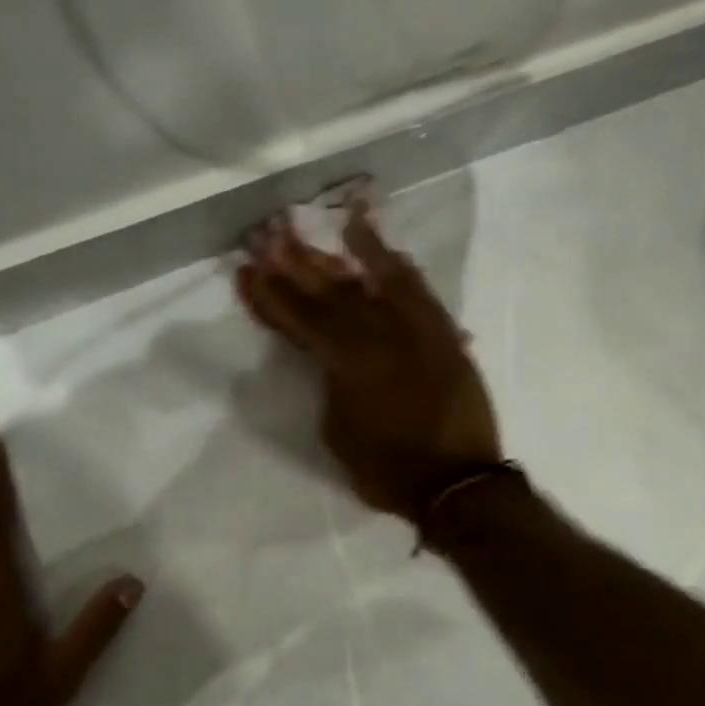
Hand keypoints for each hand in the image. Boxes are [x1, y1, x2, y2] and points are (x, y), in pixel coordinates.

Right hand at [234, 187, 501, 520]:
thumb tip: (333, 357)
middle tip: (271, 234)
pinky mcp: (442, 334)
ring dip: (347, 252)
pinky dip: (399, 268)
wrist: (457, 482)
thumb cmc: (387, 469)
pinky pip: (418, 291)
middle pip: (331, 290)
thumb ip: (331, 385)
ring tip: (327, 223)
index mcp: (345, 361)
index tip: (248, 269)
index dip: (271, 295)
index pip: (300, 318)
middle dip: (297, 262)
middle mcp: (379, 334)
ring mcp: (414, 329)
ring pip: (373, 280)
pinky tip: (386, 249)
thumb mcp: (338, 432)